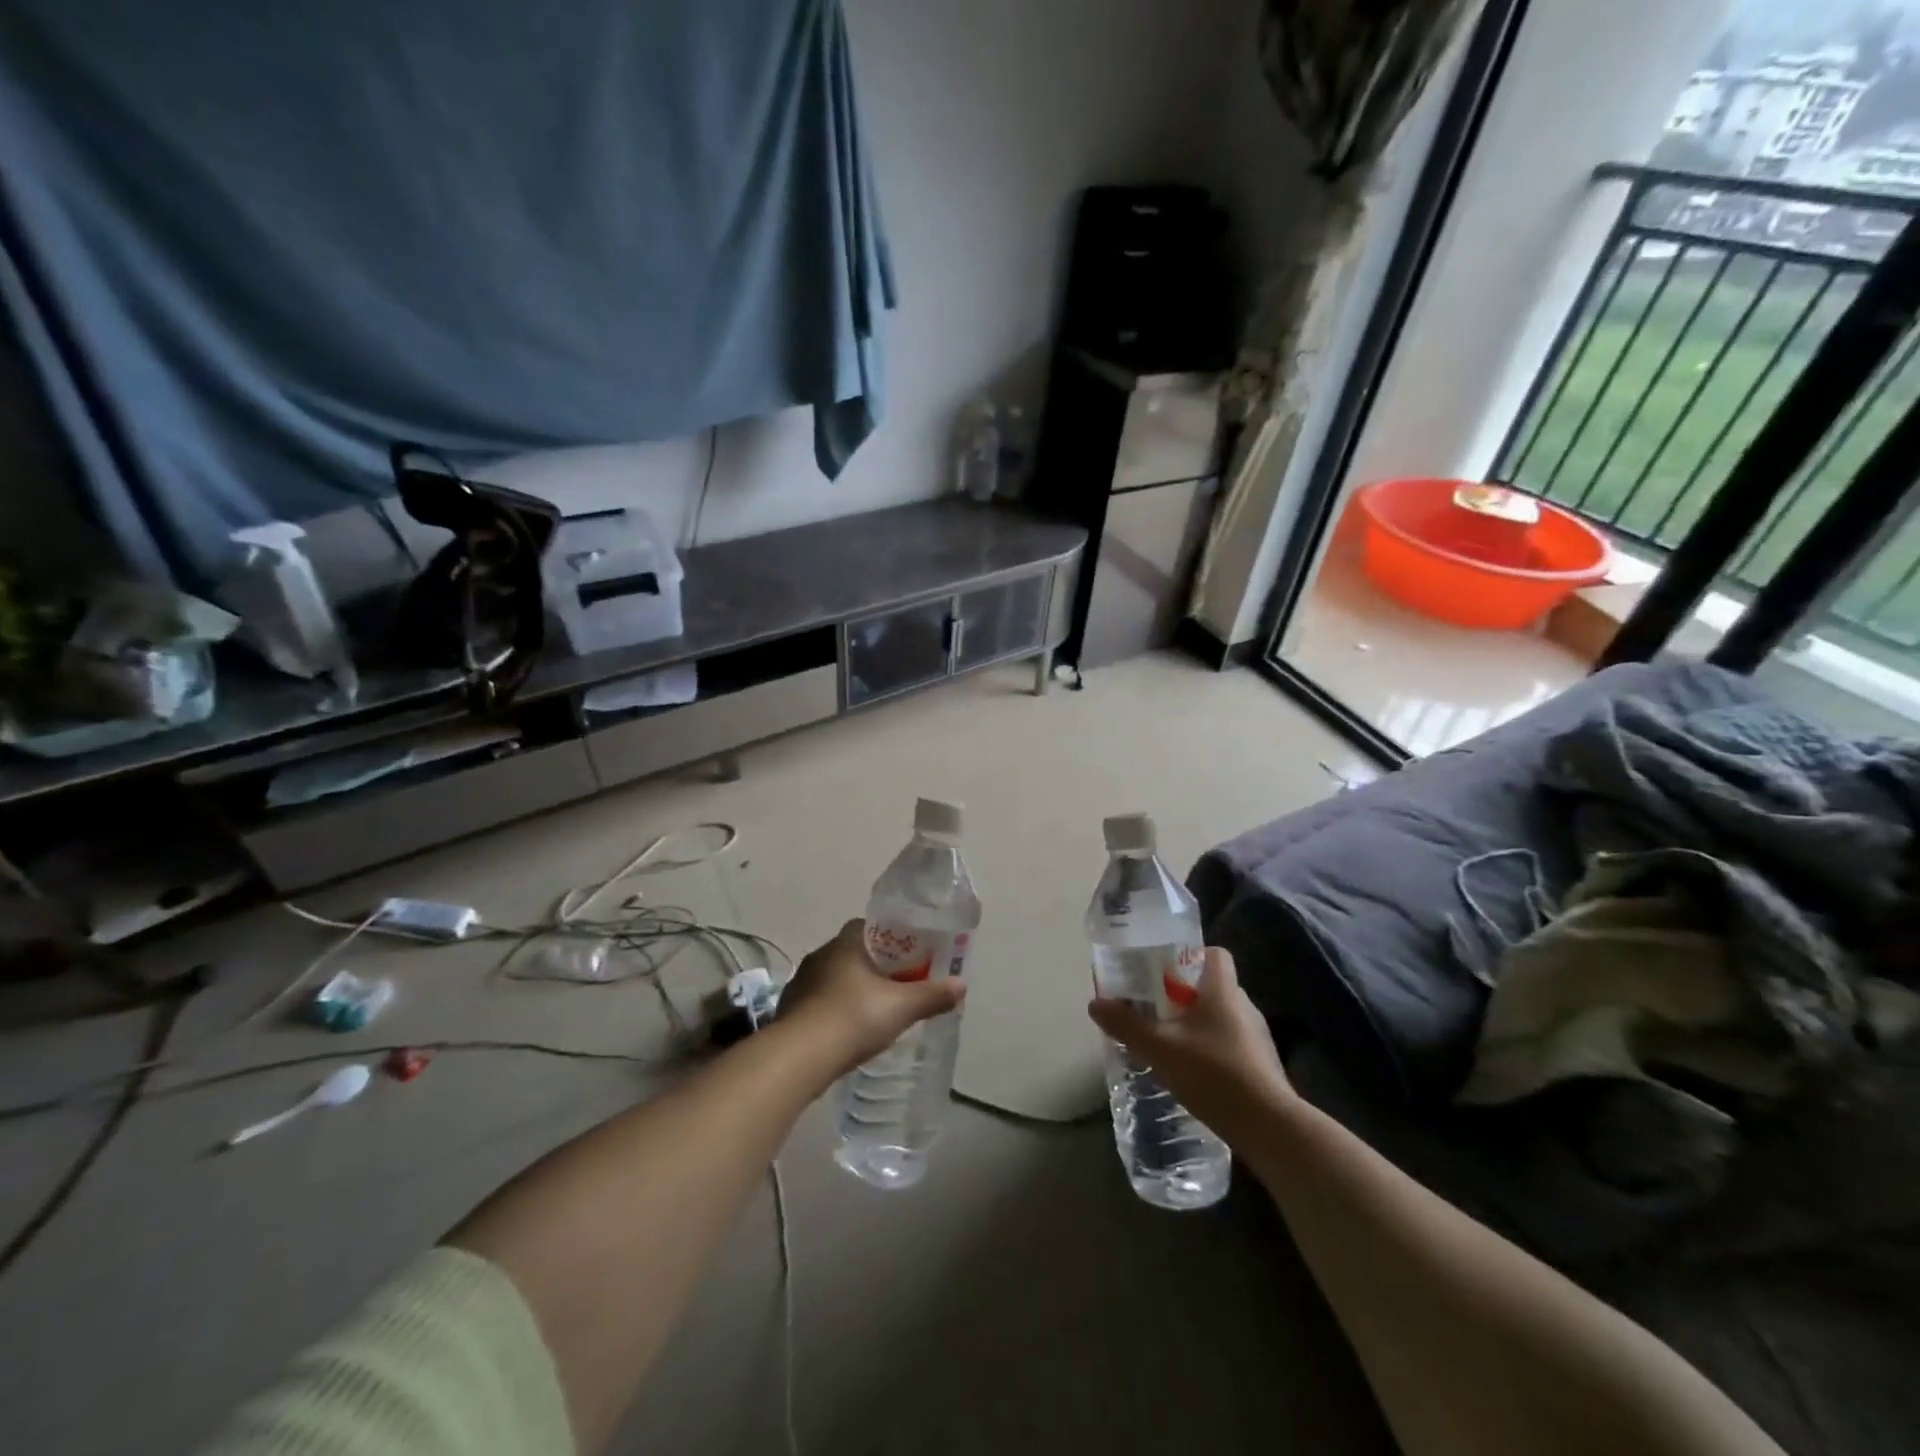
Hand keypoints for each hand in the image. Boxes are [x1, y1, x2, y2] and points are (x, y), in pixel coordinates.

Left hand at [779, 920, 966, 1073]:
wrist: (799, 1057)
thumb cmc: (854, 1017)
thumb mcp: (901, 1007)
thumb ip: (932, 995)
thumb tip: (961, 985)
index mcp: (846, 942)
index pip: (871, 926)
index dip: (892, 938)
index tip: (909, 955)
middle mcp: (821, 955)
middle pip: (854, 952)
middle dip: (875, 966)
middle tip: (898, 984)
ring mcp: (801, 982)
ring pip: (835, 978)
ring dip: (853, 989)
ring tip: (875, 1010)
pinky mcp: (790, 1010)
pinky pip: (820, 1002)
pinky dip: (835, 1011)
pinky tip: (847, 1031)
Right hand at [1088, 948, 1293, 1143]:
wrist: (1269, 1128)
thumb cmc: (1214, 1073)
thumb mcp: (1160, 1048)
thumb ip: (1127, 1025)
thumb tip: (1095, 1003)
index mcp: (1223, 990)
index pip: (1214, 954)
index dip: (1189, 955)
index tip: (1163, 970)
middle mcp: (1244, 1006)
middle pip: (1212, 986)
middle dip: (1183, 994)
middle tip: (1153, 1008)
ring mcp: (1256, 1037)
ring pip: (1221, 1017)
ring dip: (1196, 1025)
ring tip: (1168, 1042)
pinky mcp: (1261, 1066)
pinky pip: (1229, 1044)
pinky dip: (1210, 1050)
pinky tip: (1191, 1072)